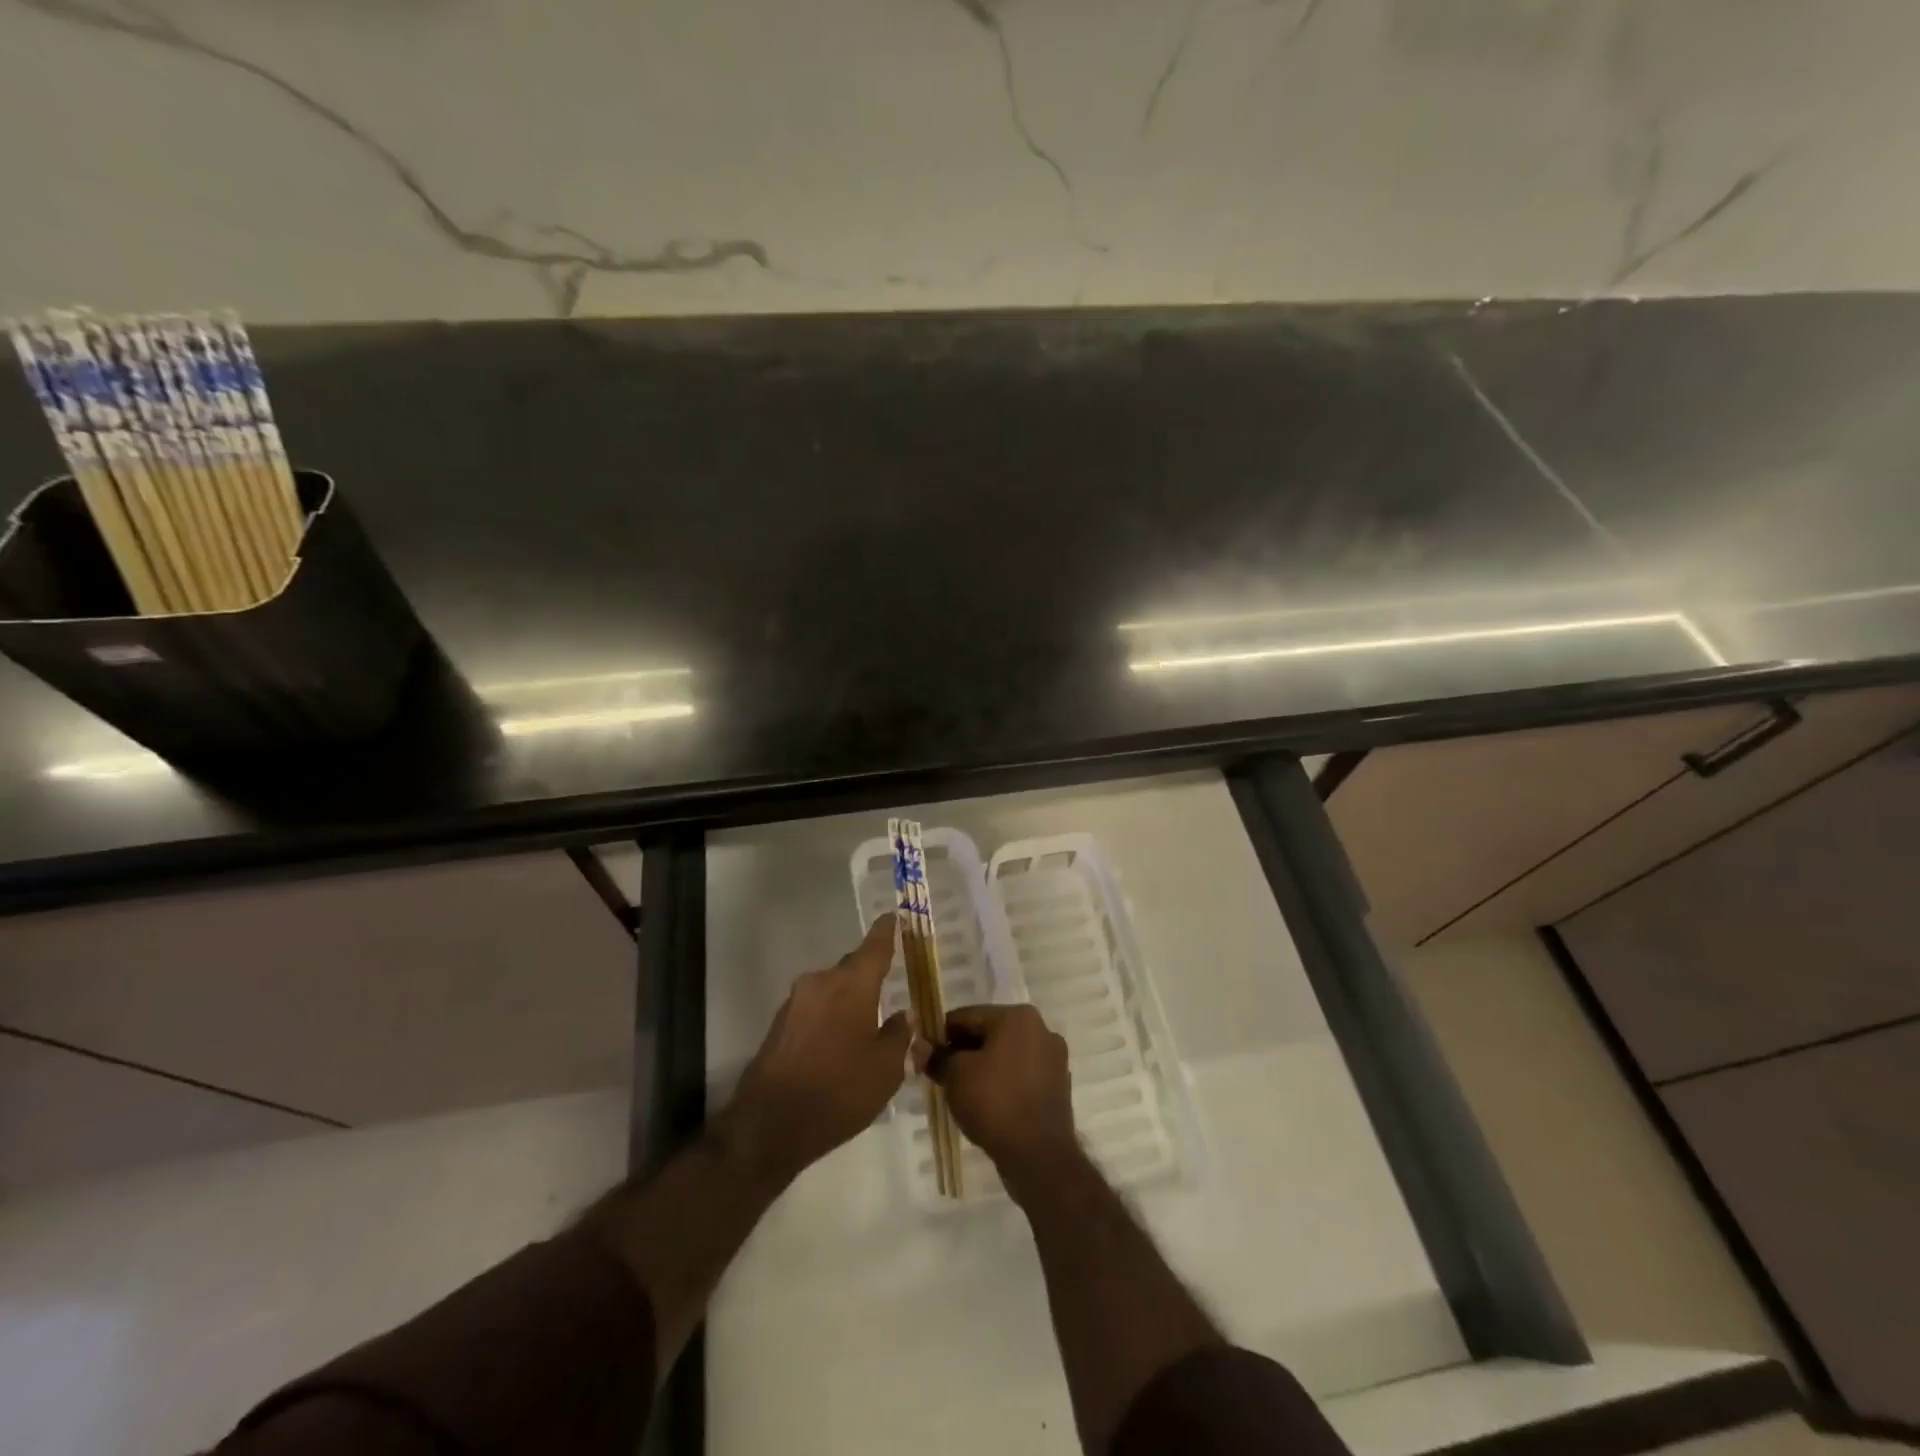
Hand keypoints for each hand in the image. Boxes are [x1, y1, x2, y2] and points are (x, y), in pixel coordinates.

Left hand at [725, 916, 911, 1183]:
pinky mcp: (779, 1024)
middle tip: (888, 982)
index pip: (875, 947)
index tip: (893, 916)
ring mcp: (796, 1002)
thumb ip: (899, 1036)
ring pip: (831, 989)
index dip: (886, 931)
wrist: (769, 1125)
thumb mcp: (886, 1070)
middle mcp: (822, 983)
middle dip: (869, 973)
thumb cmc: (839, 1092)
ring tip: (866, 1023)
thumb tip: (903, 1017)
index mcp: (852, 985)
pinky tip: (838, 1043)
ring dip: (848, 999)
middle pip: (851, 968)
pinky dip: (830, 1017)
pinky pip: (814, 1009)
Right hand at [923, 1004, 1077, 1198]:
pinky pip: (1020, 1074)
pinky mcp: (1057, 1085)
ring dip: (982, 1066)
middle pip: (989, 1033)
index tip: (924, 1053)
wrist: (1038, 1156)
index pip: (968, 1016)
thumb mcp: (956, 1076)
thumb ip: (937, 1057)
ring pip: (1005, 1054)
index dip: (941, 1034)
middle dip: (963, 1051)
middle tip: (940, 1073)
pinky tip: (986, 1103)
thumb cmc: (994, 1103)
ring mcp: (1053, 1058)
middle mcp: (1040, 1029)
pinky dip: (1002, 1082)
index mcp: (1018, 1016)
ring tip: (960, 1090)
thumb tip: (921, 1048)